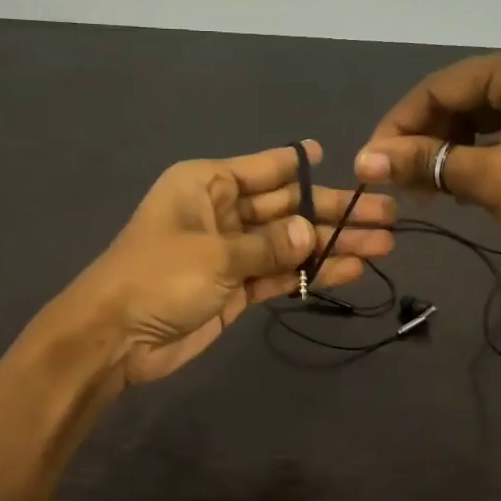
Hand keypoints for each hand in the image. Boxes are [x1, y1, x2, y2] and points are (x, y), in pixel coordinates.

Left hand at [80, 141, 395, 384]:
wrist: (115, 338)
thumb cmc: (158, 277)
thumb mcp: (216, 254)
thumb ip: (269, 244)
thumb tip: (313, 233)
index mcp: (208, 184)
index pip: (266, 168)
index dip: (305, 166)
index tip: (347, 162)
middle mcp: (222, 212)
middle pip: (287, 207)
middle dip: (334, 212)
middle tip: (385, 215)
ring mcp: (231, 252)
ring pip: (289, 243)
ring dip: (332, 245)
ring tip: (383, 245)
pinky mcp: (236, 289)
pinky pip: (279, 274)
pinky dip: (310, 273)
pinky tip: (350, 269)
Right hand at [354, 34, 500, 275]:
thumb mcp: (494, 181)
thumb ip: (428, 164)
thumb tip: (364, 161)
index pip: (439, 87)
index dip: (398, 128)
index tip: (367, 166)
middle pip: (458, 97)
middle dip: (423, 140)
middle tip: (394, 183)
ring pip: (478, 114)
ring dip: (446, 150)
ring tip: (421, 189)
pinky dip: (475, 153)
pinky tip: (457, 182)